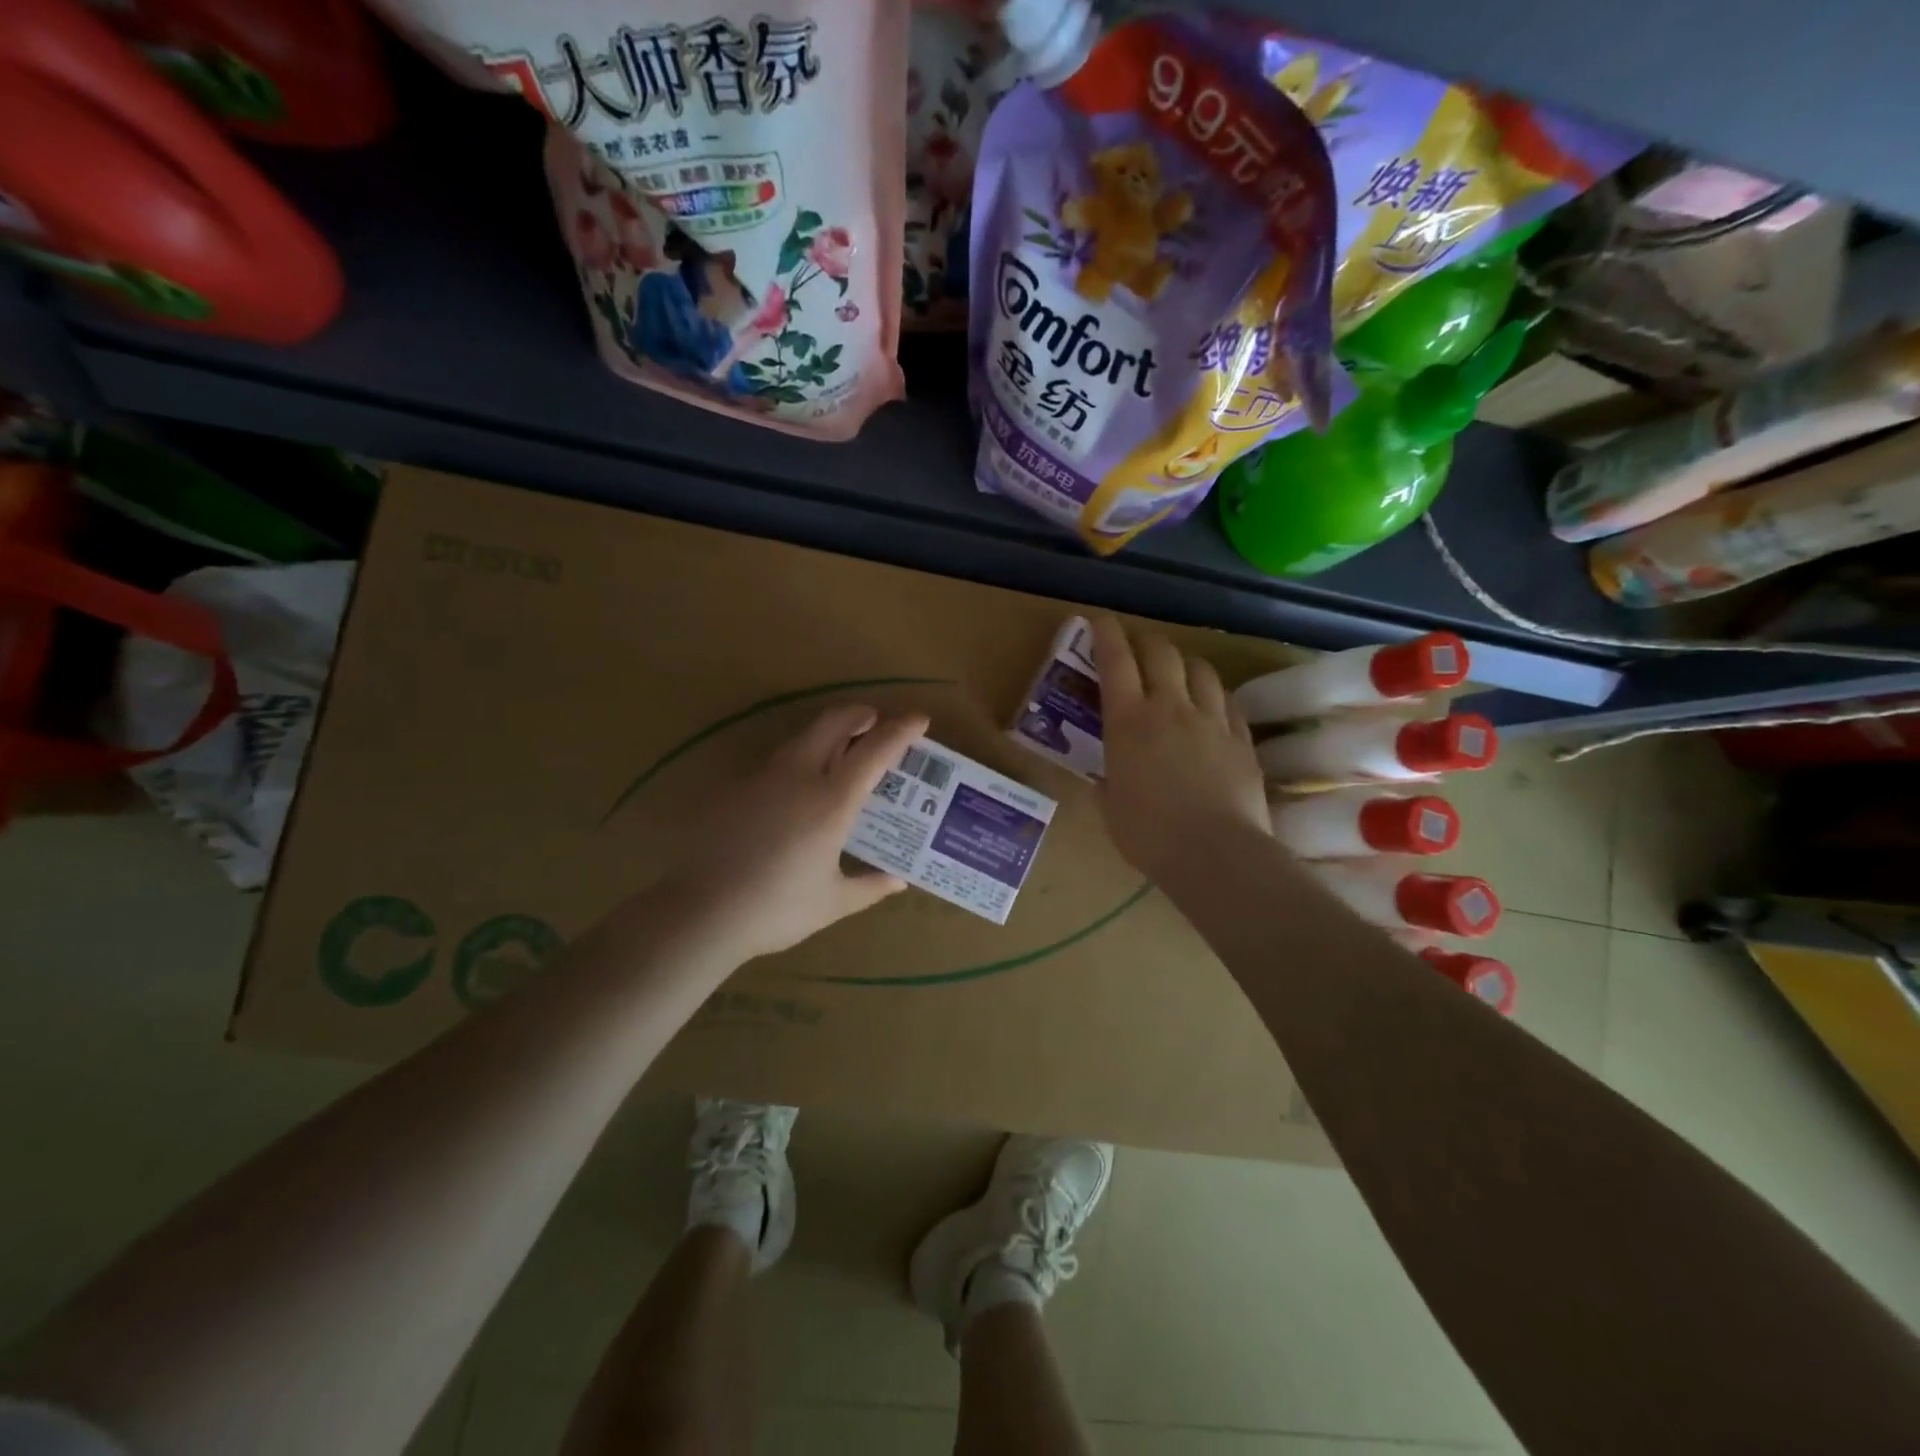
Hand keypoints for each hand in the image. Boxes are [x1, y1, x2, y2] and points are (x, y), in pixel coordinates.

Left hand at [664, 703, 930, 961]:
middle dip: (861, 714)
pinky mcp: (738, 788)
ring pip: (804, 736)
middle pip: (834, 722)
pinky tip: (801, 787)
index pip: (875, 751)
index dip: (901, 730)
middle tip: (878, 722)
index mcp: (832, 802)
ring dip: (831, 732)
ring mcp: (765, 778)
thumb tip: (898, 881)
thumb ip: (869, 887)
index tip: (920, 718)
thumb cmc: (776, 909)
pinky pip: (780, 760)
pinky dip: (803, 757)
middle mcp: (800, 777)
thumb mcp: (832, 903)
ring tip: (845, 750)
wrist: (702, 912)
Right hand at [1091, 614, 1268, 883]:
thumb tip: (1107, 778)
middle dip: (1146, 641)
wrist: (1215, 854)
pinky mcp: (1241, 738)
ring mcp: (1211, 719)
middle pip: (1161, 652)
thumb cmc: (1149, 835)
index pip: (1115, 660)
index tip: (1100, 621)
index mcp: (1128, 721)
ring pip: (1200, 669)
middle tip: (1138, 647)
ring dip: (1184, 663)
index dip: (1106, 634)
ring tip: (1177, 673)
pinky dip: (1213, 694)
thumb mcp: (1111, 808)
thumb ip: (1108, 783)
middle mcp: (1170, 707)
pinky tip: (1210, 706)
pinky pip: (1227, 700)